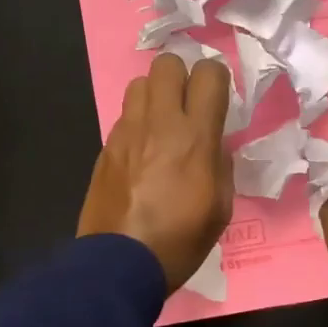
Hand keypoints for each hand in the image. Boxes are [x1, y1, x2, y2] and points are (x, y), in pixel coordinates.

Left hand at [77, 53, 233, 292]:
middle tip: (188, 105)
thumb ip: (221, 163)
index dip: (217, 79)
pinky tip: (142, 152)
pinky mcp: (106, 146)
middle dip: (181, 76)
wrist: (119, 263)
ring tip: (162, 124)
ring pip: (139, 83)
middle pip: (167, 63)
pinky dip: (137, 122)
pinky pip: (124, 115)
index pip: (209, 73)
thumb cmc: (180, 241)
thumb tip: (213, 143)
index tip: (218, 100)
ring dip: (155, 95)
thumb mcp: (221, 207)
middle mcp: (159, 123)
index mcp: (195, 136)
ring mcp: (127, 132)